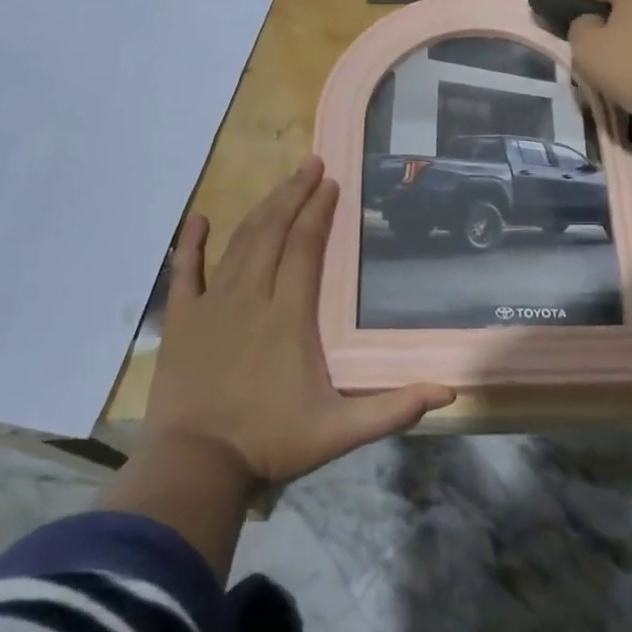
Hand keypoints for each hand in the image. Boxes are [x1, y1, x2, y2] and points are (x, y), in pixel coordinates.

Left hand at [145, 157, 455, 490]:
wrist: (197, 467)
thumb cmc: (271, 444)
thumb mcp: (341, 431)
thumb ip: (395, 409)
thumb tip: (449, 391)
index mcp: (289, 314)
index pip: (306, 247)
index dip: (320, 212)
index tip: (332, 184)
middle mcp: (251, 296)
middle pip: (274, 231)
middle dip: (294, 194)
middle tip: (311, 164)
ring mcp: (212, 304)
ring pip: (239, 243)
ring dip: (261, 209)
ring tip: (280, 183)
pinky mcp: (182, 320)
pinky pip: (185, 272)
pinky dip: (191, 243)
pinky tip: (198, 218)